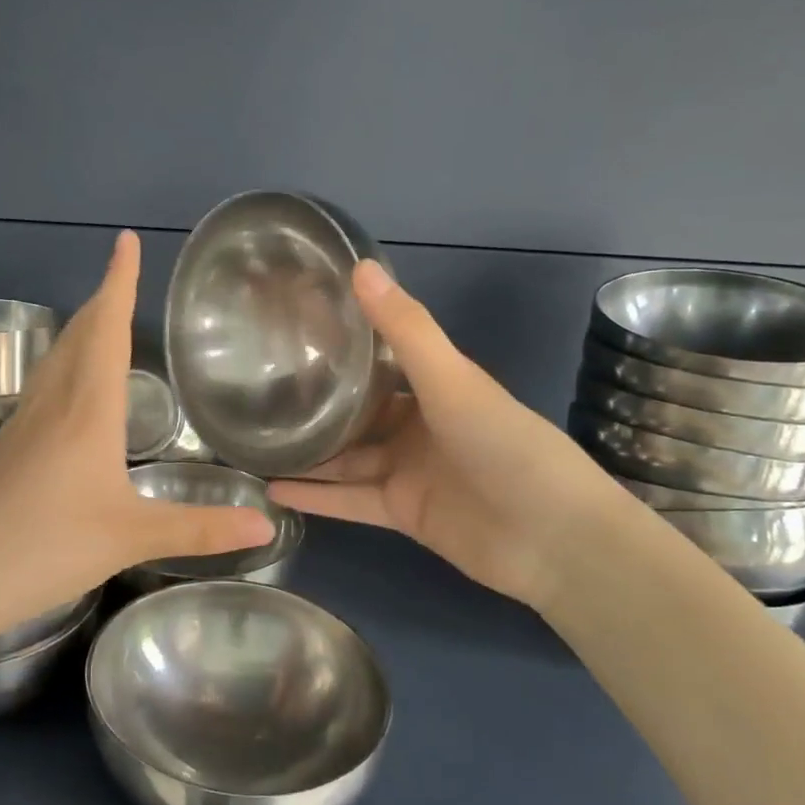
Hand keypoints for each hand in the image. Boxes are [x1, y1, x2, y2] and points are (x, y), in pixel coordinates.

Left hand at [0, 231, 274, 648]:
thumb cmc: (48, 546)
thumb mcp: (132, 537)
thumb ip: (200, 528)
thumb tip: (265, 524)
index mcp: (88, 408)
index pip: (107, 328)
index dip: (119, 282)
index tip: (126, 241)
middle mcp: (54, 401)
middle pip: (79, 332)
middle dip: (104, 297)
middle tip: (125, 273)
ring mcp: (24, 420)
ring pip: (57, 355)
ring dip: (82, 327)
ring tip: (104, 317)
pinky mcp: (9, 442)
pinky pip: (44, 382)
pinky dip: (66, 361)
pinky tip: (72, 385)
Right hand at [269, 261, 621, 611]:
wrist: (553, 539)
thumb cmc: (506, 445)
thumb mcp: (451, 380)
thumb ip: (404, 328)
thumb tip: (360, 265)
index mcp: (434, 387)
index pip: (377, 360)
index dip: (338, 346)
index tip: (288, 332)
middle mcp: (416, 426)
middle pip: (355, 412)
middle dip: (313, 404)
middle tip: (255, 390)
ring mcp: (407, 472)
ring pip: (345, 458)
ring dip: (306, 453)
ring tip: (251, 441)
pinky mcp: (401, 513)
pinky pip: (348, 500)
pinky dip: (315, 497)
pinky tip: (271, 489)